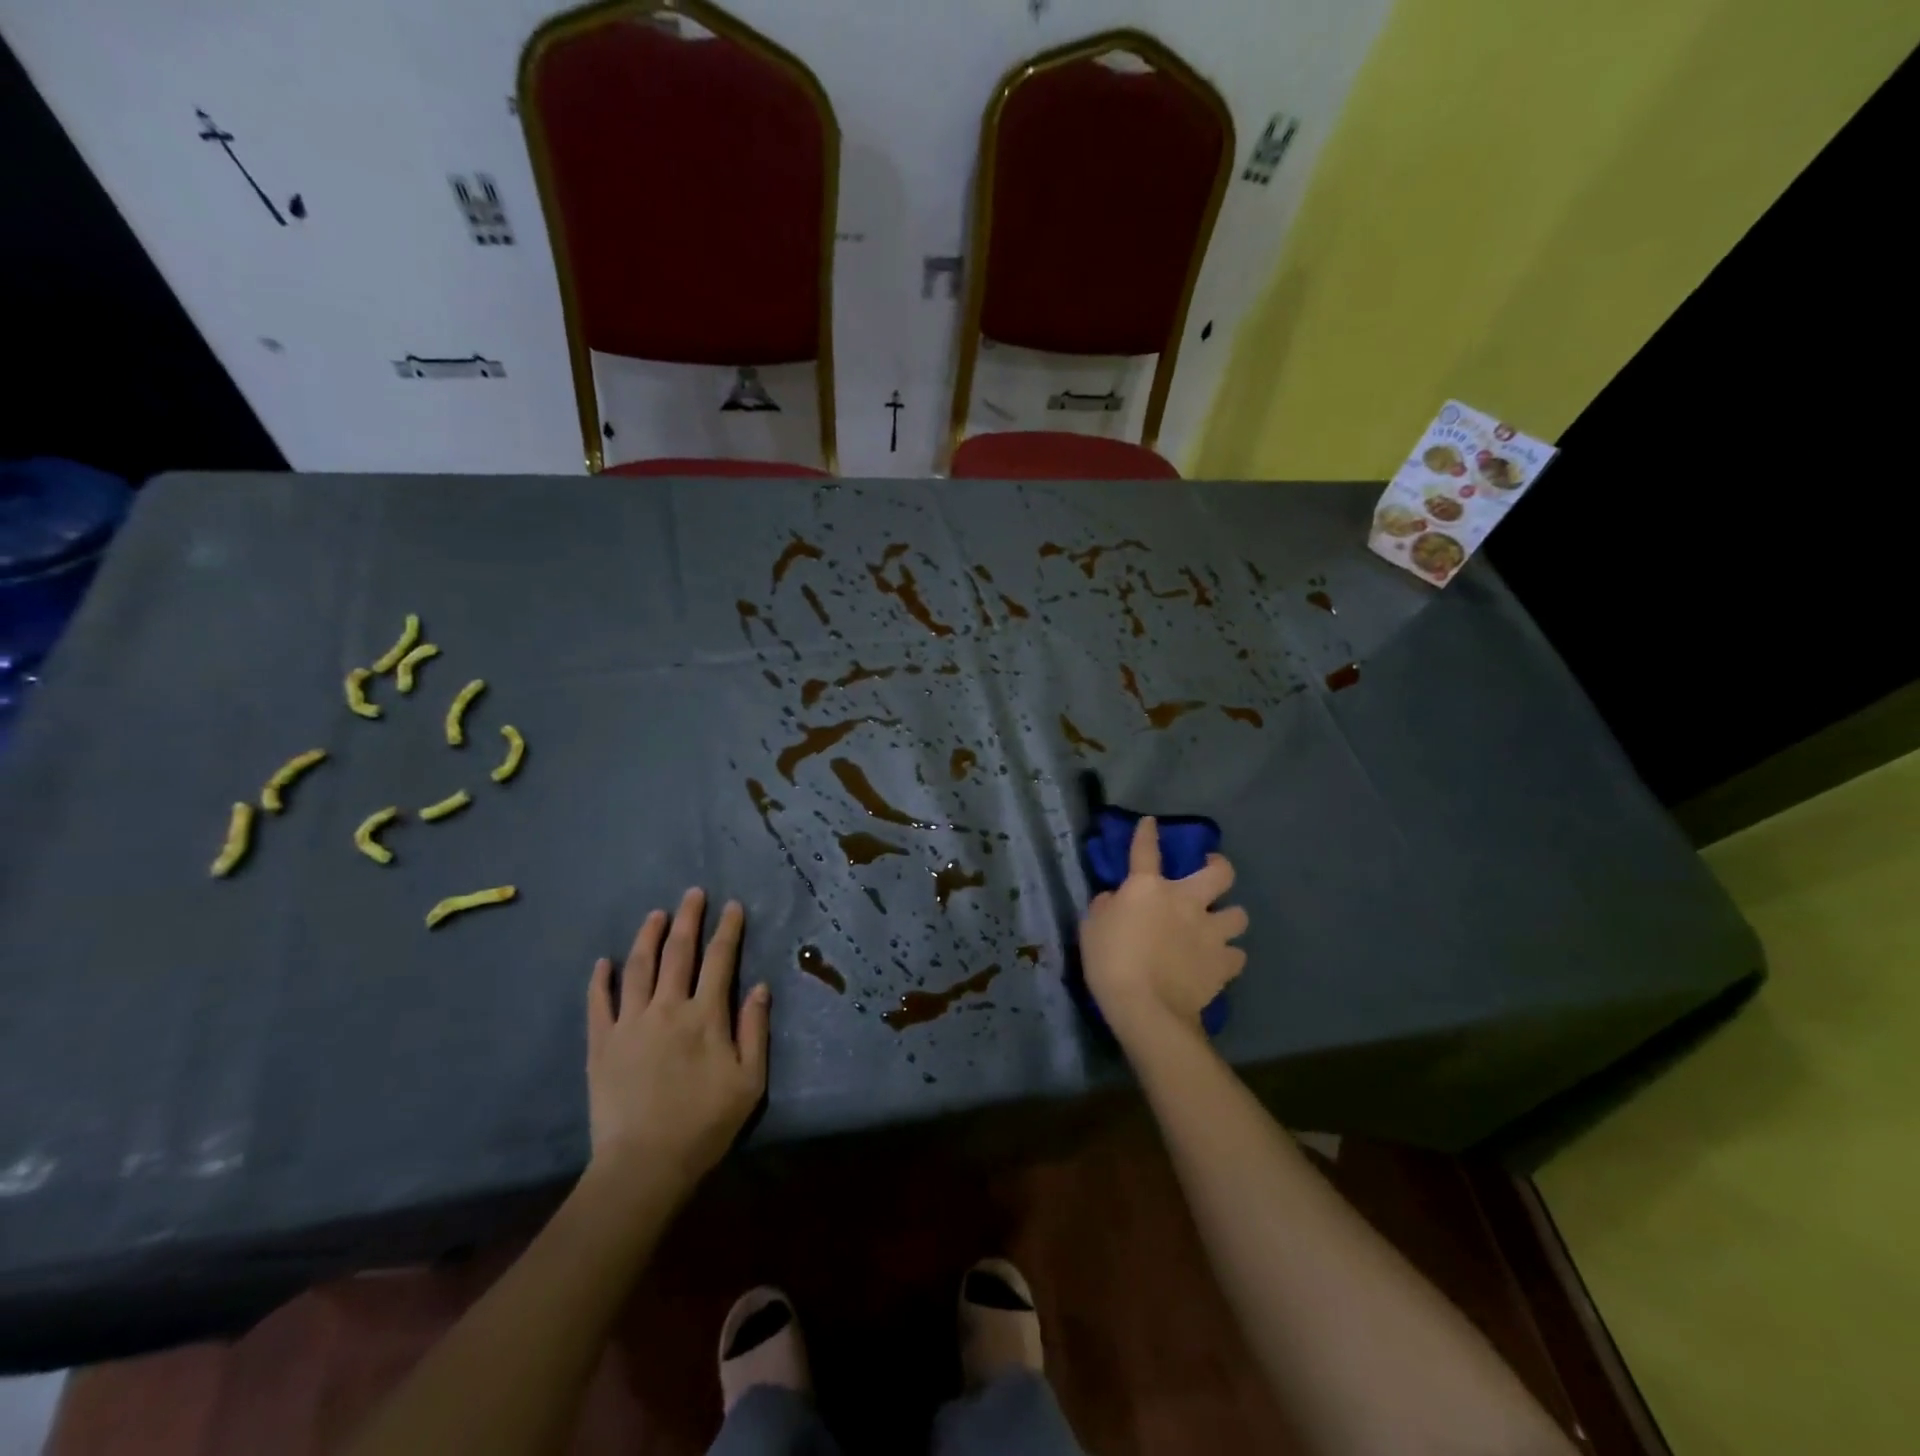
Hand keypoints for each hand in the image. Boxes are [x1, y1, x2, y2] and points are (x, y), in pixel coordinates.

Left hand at [586, 889, 769, 1198]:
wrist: (644, 1165)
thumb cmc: (705, 1124)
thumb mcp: (749, 1081)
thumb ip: (755, 1029)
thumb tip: (760, 987)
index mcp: (705, 1015)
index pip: (720, 959)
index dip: (728, 929)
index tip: (732, 906)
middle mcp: (667, 1008)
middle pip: (678, 952)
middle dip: (688, 918)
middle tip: (693, 893)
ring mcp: (630, 1023)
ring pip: (638, 967)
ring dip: (648, 936)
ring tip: (656, 915)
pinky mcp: (601, 1044)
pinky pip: (598, 1003)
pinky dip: (601, 979)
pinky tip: (604, 962)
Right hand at [1080, 816, 1247, 1046]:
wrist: (1146, 1008)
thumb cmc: (1110, 963)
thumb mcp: (1092, 929)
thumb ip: (1105, 907)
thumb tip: (1115, 899)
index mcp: (1148, 888)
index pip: (1146, 849)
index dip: (1147, 833)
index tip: (1151, 823)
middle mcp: (1186, 901)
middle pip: (1220, 872)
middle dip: (1219, 867)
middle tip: (1212, 870)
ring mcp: (1210, 932)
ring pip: (1239, 914)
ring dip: (1229, 917)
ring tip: (1219, 926)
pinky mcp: (1224, 964)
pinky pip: (1237, 954)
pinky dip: (1228, 956)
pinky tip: (1218, 961)